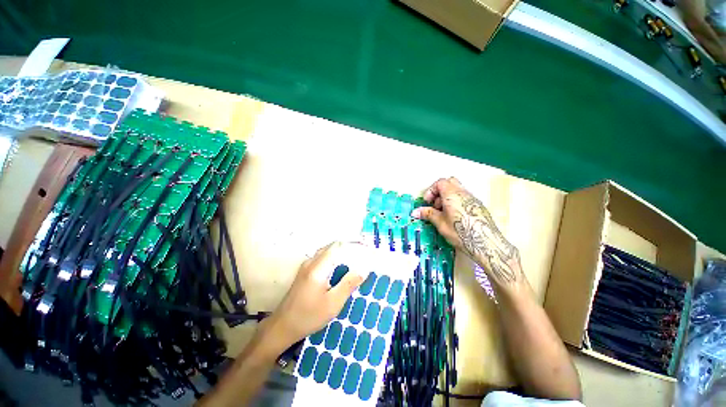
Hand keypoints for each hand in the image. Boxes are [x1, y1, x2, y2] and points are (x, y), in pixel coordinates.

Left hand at [263, 242, 364, 352]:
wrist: (282, 326)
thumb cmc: (308, 316)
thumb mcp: (332, 304)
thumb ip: (348, 284)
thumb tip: (364, 269)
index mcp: (317, 267)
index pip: (338, 246)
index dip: (353, 245)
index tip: (366, 248)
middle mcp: (311, 262)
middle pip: (332, 247)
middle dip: (349, 247)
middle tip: (364, 254)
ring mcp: (306, 266)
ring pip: (327, 251)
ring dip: (342, 252)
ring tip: (356, 259)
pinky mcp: (305, 271)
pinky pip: (323, 258)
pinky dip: (335, 258)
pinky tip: (341, 268)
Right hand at [411, 177, 525, 289]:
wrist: (486, 244)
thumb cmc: (461, 232)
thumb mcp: (440, 223)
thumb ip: (428, 214)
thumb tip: (415, 212)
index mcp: (452, 194)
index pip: (440, 182)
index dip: (431, 191)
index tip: (427, 202)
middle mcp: (463, 193)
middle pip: (449, 182)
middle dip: (439, 191)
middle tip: (435, 205)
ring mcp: (473, 199)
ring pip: (457, 189)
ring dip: (447, 197)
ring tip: (444, 213)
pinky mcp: (478, 206)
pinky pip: (464, 197)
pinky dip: (456, 201)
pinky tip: (455, 217)